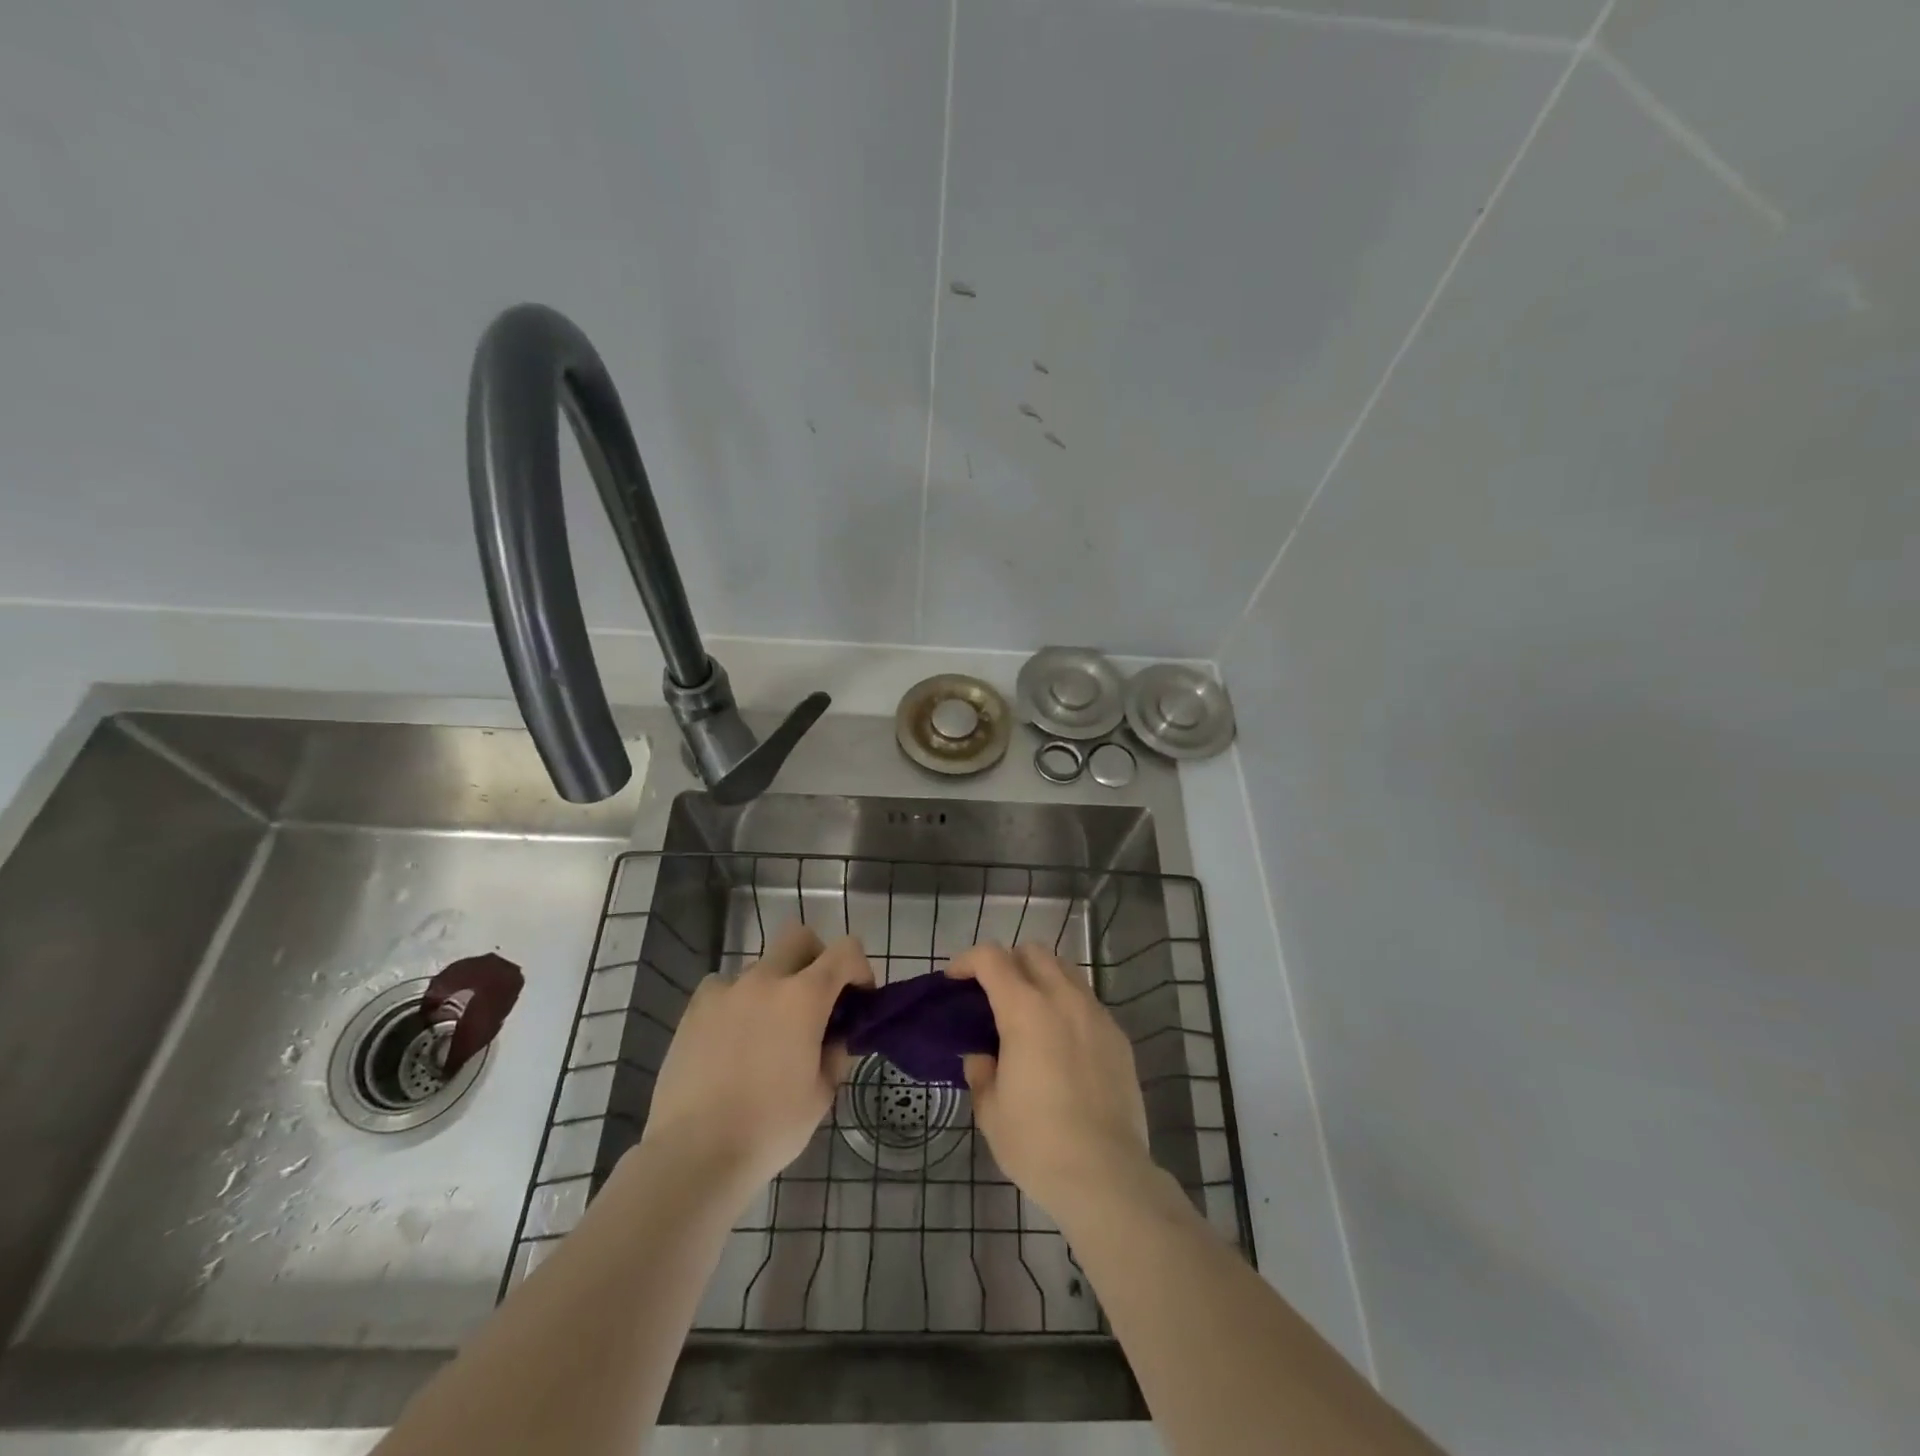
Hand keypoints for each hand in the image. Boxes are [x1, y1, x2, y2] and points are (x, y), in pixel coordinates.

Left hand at [639, 922, 872, 1202]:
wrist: (694, 1153)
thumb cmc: (770, 1127)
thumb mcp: (821, 1095)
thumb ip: (834, 1054)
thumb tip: (834, 1037)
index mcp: (804, 997)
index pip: (845, 950)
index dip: (860, 967)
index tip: (859, 998)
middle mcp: (766, 980)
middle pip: (799, 937)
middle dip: (816, 958)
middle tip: (816, 999)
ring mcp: (725, 990)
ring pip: (760, 966)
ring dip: (774, 986)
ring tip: (768, 1031)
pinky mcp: (694, 1009)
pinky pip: (724, 988)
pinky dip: (737, 1002)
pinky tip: (733, 1038)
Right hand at [948, 943, 1153, 1224]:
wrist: (1106, 1175)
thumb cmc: (1037, 1143)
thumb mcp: (991, 1110)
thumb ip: (981, 1072)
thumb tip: (982, 1056)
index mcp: (1025, 1010)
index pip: (992, 958)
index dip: (968, 961)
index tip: (954, 980)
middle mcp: (1063, 999)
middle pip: (1033, 951)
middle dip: (1008, 962)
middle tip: (993, 994)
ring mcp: (1096, 1015)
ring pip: (1066, 970)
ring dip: (1041, 978)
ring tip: (1029, 1014)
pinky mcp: (1118, 1036)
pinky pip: (1087, 1001)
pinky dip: (1067, 1005)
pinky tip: (1061, 1042)